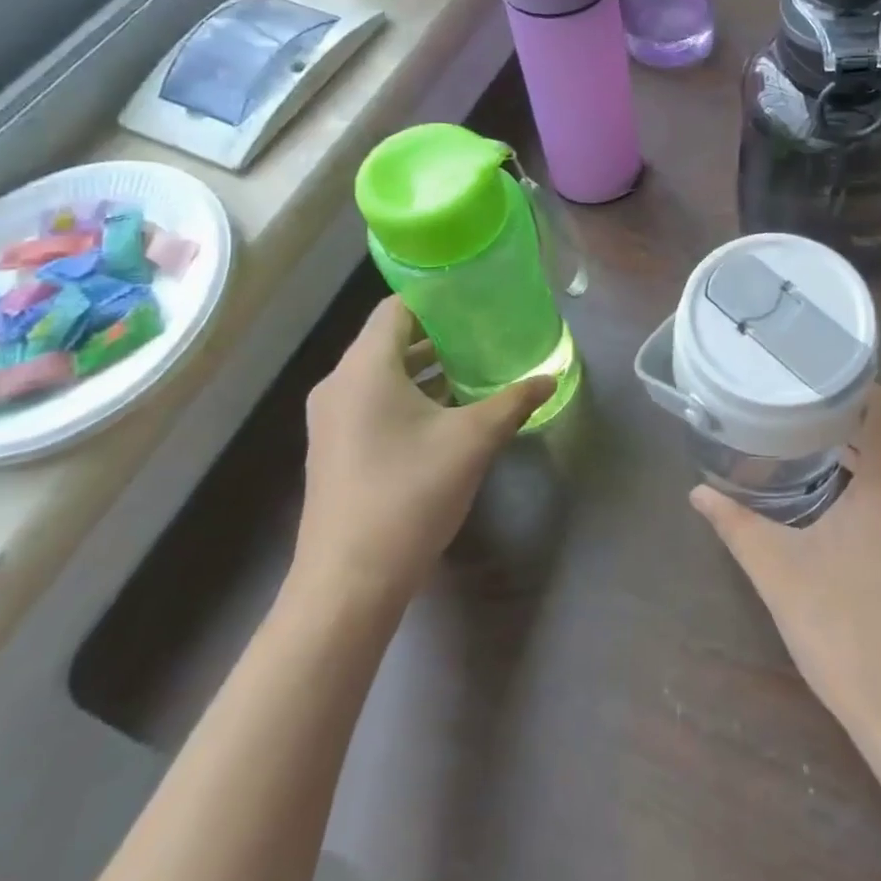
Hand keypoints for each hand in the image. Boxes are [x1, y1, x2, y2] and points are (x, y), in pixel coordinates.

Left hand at [294, 297, 554, 608]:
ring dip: (424, 368)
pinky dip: (408, 395)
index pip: (397, 308)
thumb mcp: (472, 441)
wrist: (349, 582)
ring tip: (474, 367)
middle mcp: (339, 384)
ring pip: (381, 374)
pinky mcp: (334, 448)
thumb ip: (512, 402)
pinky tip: (447, 412)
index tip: (475, 299)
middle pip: (389, 339)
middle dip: (437, 334)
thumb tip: (549, 378)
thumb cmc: (409, 494)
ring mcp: (331, 419)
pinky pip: (372, 401)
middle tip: (484, 332)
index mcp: (365, 368)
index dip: (436, 298)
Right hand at [691, 386, 880, 751]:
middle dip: (854, 410)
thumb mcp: (780, 574)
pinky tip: (840, 491)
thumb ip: (737, 525)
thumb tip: (698, 493)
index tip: (810, 378)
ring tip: (812, 438)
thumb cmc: (847, 635)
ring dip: (867, 442)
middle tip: (799, 404)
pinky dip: (879, 472)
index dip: (853, 384)